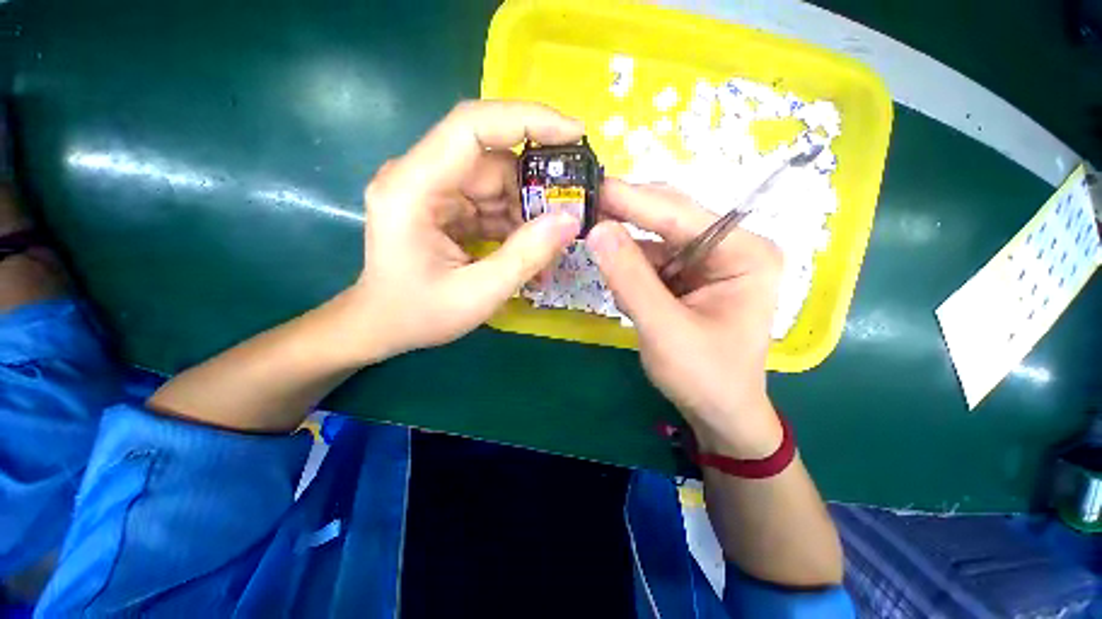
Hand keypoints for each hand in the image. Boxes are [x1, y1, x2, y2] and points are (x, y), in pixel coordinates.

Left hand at [343, 101, 583, 361]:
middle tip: (571, 213)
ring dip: (528, 210)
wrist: (382, 325)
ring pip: (497, 182)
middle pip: (492, 160)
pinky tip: (530, 248)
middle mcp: (420, 177)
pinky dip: (516, 222)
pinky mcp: (445, 205)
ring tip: (550, 244)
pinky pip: (491, 202)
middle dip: (536, 186)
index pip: (472, 126)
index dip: (527, 120)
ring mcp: (433, 190)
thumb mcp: (479, 293)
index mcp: (412, 189)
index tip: (575, 134)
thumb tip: (570, 220)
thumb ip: (526, 256)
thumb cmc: (419, 314)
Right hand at [586, 180, 783, 457]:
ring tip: (590, 234)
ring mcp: (709, 260)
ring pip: (656, 236)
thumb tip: (597, 230)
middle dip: (626, 213)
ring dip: (623, 240)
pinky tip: (613, 269)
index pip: (680, 214)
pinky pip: (652, 258)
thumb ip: (630, 279)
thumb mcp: (664, 330)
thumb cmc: (704, 377)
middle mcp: (730, 247)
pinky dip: (629, 262)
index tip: (591, 186)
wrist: (719, 412)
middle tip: (583, 204)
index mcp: (744, 253)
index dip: (632, 199)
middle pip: (670, 217)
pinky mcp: (689, 275)